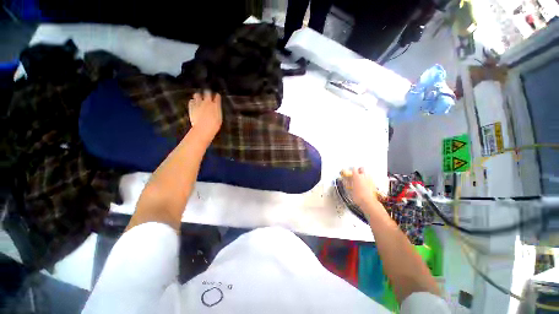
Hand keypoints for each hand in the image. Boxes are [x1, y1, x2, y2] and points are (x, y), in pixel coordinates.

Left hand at [188, 91, 222, 142]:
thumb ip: (217, 111)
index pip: (217, 96)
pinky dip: (193, 101)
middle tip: (207, 95)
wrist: (203, 128)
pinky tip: (194, 104)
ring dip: (198, 96)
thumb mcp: (219, 118)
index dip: (217, 96)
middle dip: (207, 93)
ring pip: (197, 94)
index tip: (217, 97)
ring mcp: (198, 103)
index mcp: (216, 105)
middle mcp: (207, 102)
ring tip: (199, 98)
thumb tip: (216, 109)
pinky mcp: (191, 106)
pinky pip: (191, 101)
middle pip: (207, 92)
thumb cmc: (214, 126)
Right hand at [342, 167, 384, 212]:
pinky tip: (366, 184)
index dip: (352, 170)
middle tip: (357, 173)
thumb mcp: (350, 190)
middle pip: (362, 168)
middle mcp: (364, 176)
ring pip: (367, 173)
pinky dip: (368, 180)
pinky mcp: (374, 184)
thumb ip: (349, 184)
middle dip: (360, 170)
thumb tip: (347, 181)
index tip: (351, 171)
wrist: (368, 202)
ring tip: (361, 179)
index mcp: (357, 177)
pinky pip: (370, 179)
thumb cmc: (358, 196)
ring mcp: (370, 180)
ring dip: (364, 175)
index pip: (354, 169)